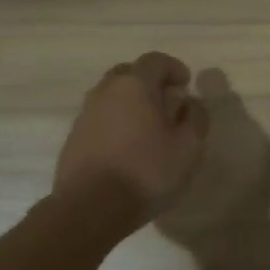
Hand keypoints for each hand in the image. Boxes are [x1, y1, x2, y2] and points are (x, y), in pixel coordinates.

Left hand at [54, 53, 209, 223]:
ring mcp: (85, 115)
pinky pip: (100, 118)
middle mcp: (105, 92)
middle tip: (167, 103)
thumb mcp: (188, 148)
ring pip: (112, 96)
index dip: (174, 68)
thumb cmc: (146, 173)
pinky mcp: (74, 138)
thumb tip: (189, 103)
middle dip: (150, 83)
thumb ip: (195, 118)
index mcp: (134, 86)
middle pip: (129, 73)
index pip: (155, 60)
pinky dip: (116, 122)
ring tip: (148, 129)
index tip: (186, 85)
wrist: (89, 209)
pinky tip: (127, 148)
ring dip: (131, 104)